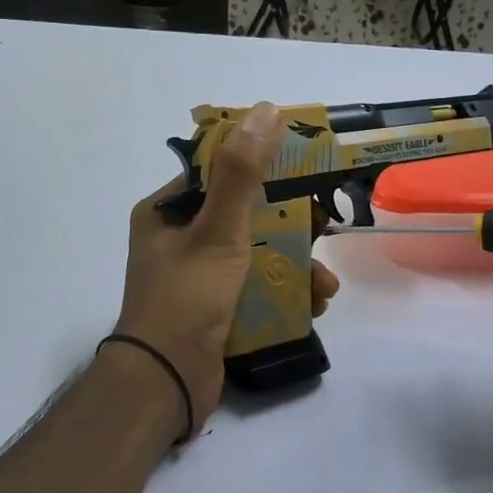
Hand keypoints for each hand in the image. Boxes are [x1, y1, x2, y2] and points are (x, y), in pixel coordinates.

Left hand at [112, 102, 340, 429]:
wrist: (166, 383)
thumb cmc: (187, 298)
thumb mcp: (218, 230)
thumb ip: (242, 173)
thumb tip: (266, 109)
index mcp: (167, 212)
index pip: (220, 173)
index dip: (264, 167)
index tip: (306, 172)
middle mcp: (179, 240)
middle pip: (246, 217)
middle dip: (292, 228)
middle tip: (326, 231)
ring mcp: (198, 278)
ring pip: (257, 256)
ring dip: (296, 266)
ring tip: (325, 285)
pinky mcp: (215, 310)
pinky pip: (255, 289)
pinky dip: (285, 293)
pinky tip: (314, 305)